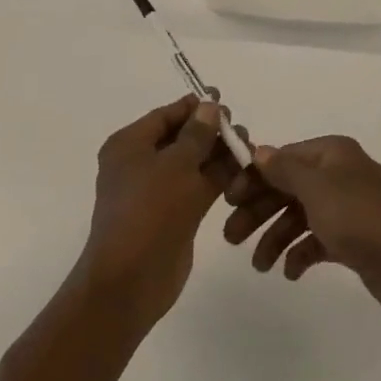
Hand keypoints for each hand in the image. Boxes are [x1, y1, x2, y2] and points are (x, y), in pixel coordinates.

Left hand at [74, 96, 235, 329]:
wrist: (131, 280)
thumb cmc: (149, 211)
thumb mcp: (176, 164)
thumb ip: (198, 134)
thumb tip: (210, 106)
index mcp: (130, 145)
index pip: (166, 115)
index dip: (195, 107)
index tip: (224, 100)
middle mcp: (141, 163)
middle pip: (182, 138)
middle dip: (212, 132)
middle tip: (241, 131)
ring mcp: (158, 191)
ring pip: (194, 163)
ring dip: (220, 155)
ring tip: (250, 150)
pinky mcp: (174, 214)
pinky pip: (199, 187)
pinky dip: (219, 180)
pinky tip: (245, 174)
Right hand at [223, 136, 380, 329]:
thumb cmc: (364, 220)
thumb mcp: (319, 189)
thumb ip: (286, 170)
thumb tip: (259, 151)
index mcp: (332, 154)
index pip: (282, 158)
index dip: (254, 177)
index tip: (226, 199)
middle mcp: (338, 175)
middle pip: (287, 187)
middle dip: (259, 210)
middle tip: (230, 238)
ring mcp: (347, 208)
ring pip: (299, 216)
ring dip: (276, 237)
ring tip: (260, 266)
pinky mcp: (353, 240)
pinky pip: (316, 241)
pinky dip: (300, 253)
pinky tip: (290, 273)